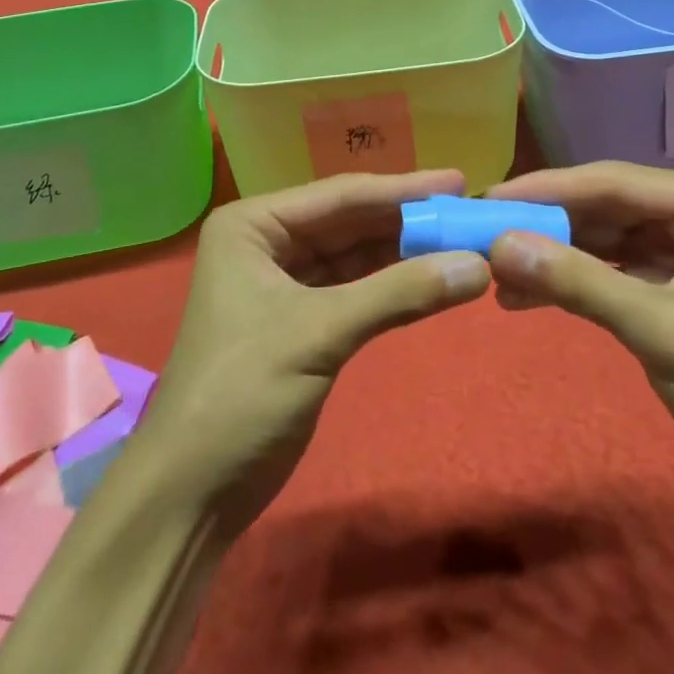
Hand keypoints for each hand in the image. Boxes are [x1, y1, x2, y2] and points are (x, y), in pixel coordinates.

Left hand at [141, 170, 489, 530]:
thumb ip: (399, 293)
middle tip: (468, 210)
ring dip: (406, 253)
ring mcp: (286, 281)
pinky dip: (394, 287)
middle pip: (351, 222)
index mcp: (254, 224)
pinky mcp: (304, 320)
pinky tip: (435, 279)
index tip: (458, 180)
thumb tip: (480, 265)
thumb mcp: (321, 332)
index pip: (340, 196)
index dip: (403, 189)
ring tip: (464, 241)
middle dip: (407, 220)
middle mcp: (269, 241)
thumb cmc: (242, 392)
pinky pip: (357, 289)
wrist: (193, 493)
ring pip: (357, 255)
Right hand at [486, 163, 673, 505]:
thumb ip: (581, 283)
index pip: (616, 183)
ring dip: (550, 253)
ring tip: (492, 267)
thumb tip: (500, 245)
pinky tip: (521, 295)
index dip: (549, 189)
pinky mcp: (665, 284)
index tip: (490, 198)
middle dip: (545, 222)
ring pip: (599, 236)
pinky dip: (566, 281)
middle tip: (481, 231)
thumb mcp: (663, 331)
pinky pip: (605, 269)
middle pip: (603, 205)